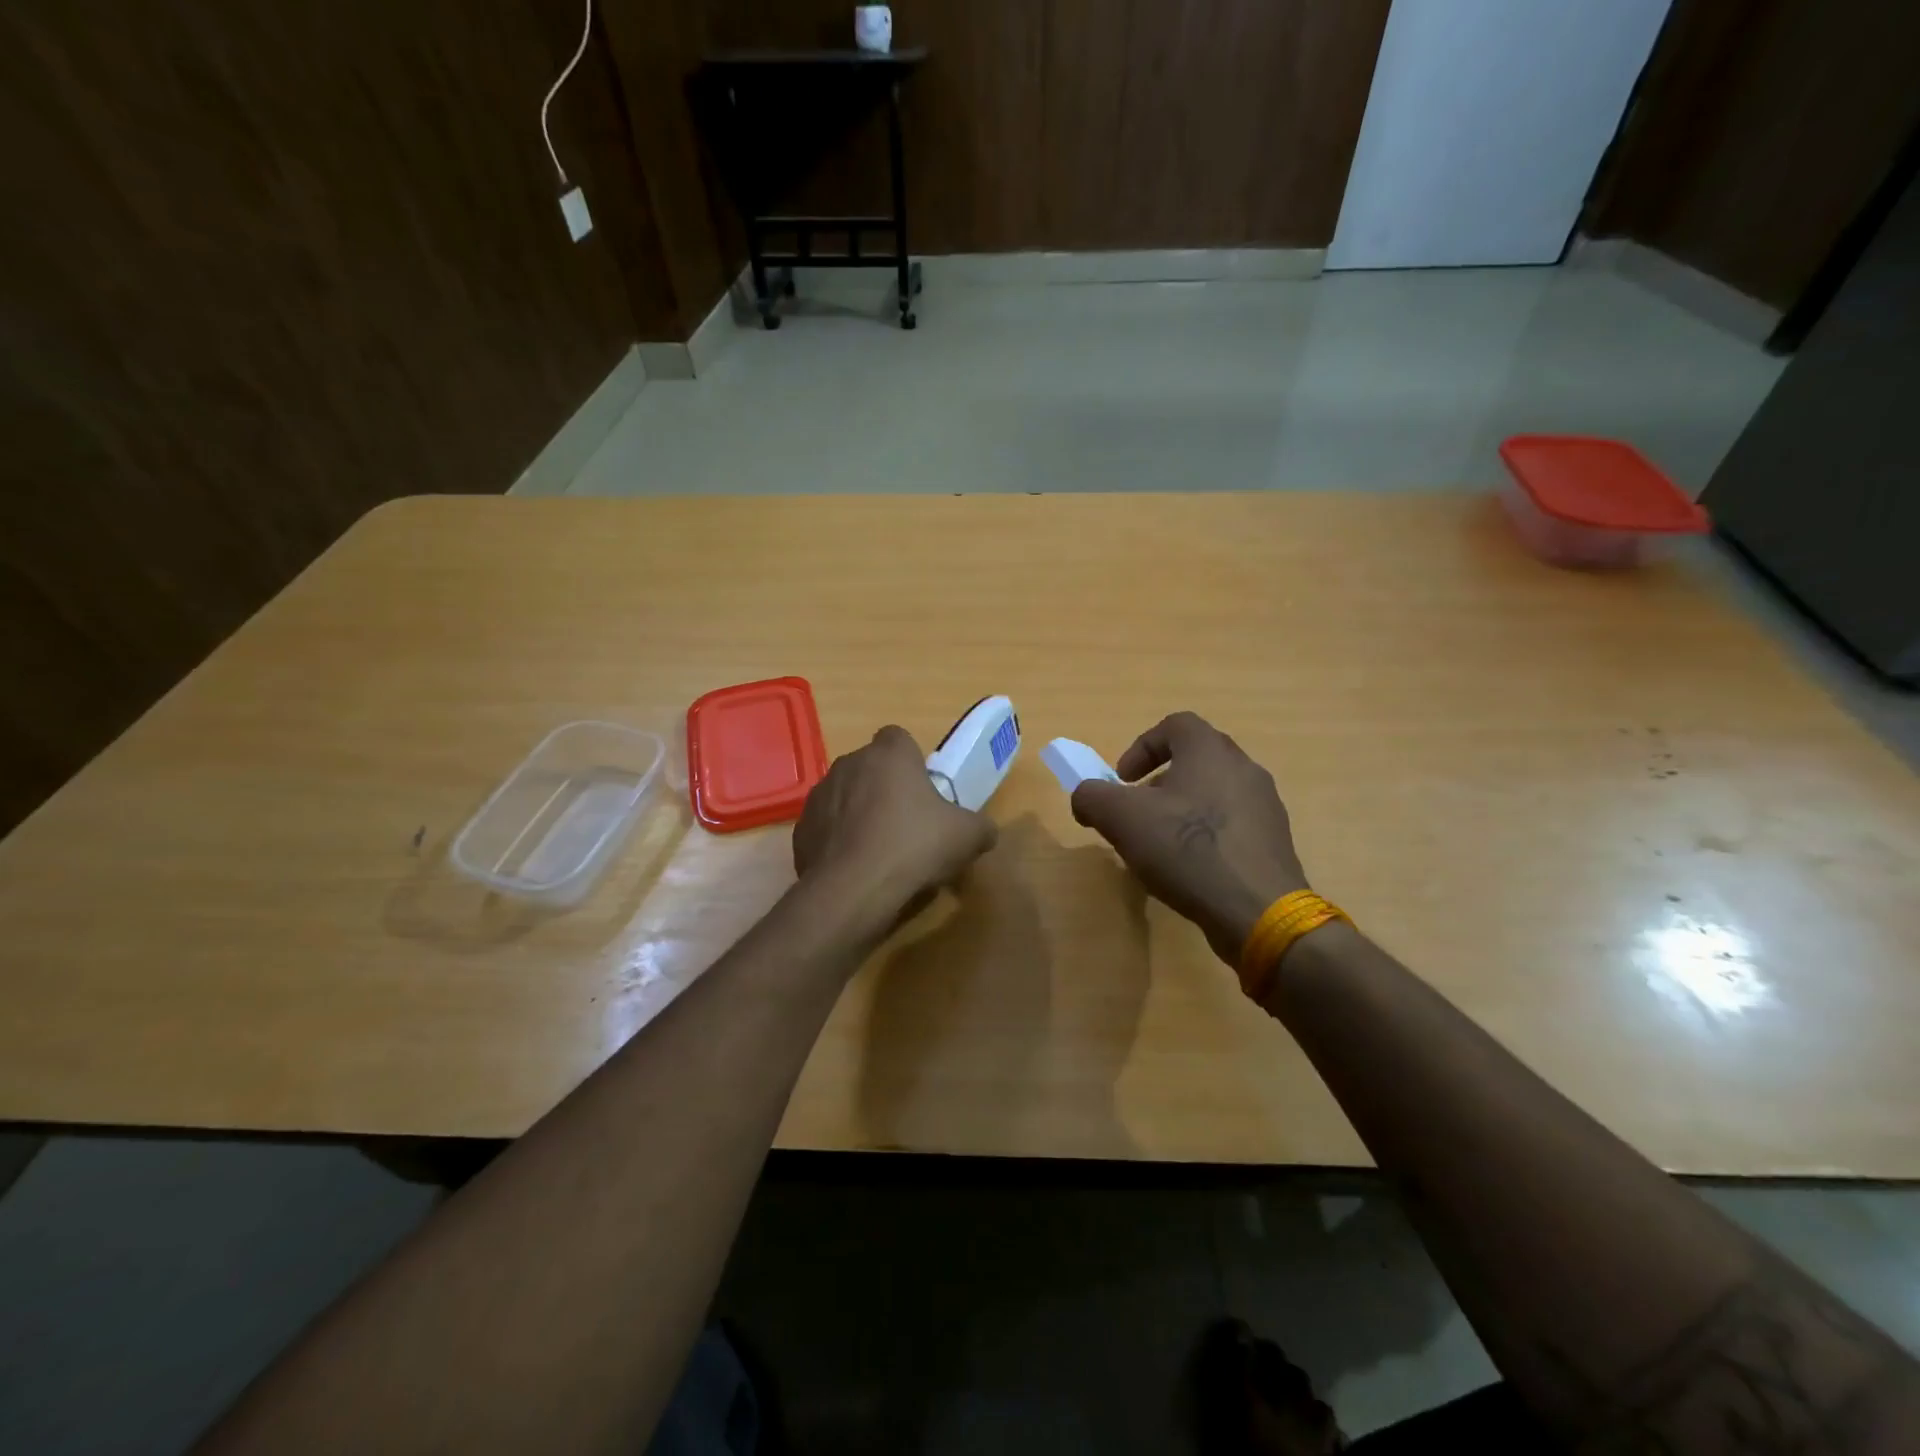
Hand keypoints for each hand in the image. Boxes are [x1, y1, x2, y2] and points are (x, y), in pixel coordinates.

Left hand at [793, 725, 997, 917]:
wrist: (853, 890)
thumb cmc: (915, 847)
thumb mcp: (967, 837)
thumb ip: (980, 827)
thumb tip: (984, 832)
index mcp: (889, 753)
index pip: (899, 738)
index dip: (911, 761)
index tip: (922, 790)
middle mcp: (849, 763)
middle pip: (871, 767)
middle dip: (885, 788)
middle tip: (907, 824)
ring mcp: (819, 794)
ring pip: (845, 795)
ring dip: (859, 813)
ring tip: (879, 851)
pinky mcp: (801, 828)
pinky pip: (826, 827)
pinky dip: (838, 841)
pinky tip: (854, 868)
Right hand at [1070, 712, 1307, 965]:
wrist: (1257, 910)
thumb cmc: (1187, 849)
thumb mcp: (1121, 818)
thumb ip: (1092, 797)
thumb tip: (1085, 797)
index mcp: (1209, 750)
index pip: (1175, 725)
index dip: (1142, 747)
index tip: (1122, 780)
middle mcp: (1244, 768)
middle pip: (1195, 759)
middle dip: (1159, 782)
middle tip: (1138, 812)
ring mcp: (1265, 806)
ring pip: (1214, 793)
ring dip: (1182, 810)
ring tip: (1161, 846)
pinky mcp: (1274, 842)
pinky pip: (1232, 825)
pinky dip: (1207, 836)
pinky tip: (1191, 870)